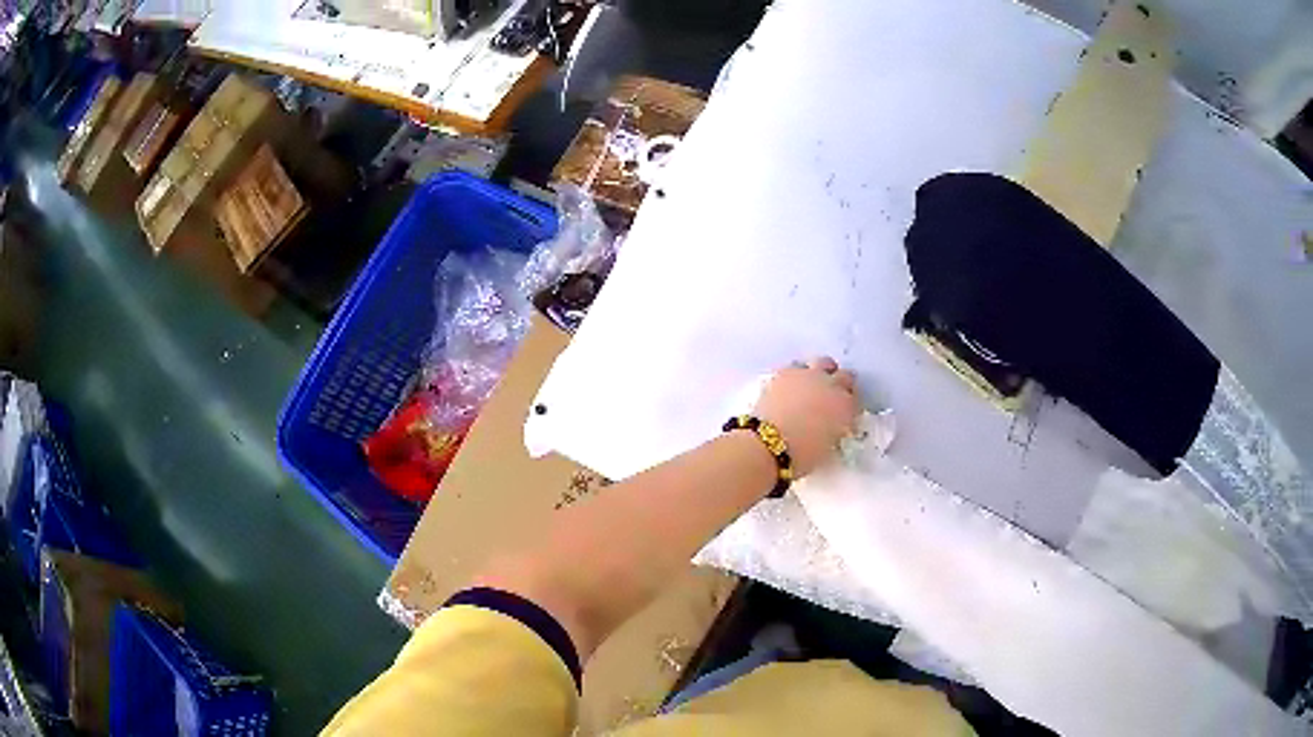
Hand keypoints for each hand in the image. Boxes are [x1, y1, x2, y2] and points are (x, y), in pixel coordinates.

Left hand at [753, 357, 859, 476]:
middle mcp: (831, 386)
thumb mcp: (828, 450)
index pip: (857, 400)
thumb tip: (833, 429)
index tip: (845, 414)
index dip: (851, 407)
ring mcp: (808, 375)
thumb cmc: (801, 456)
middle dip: (841, 386)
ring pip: (823, 363)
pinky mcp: (785, 372)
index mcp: (846, 407)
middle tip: (832, 398)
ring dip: (822, 373)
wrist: (768, 443)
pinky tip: (791, 387)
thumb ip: (836, 433)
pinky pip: (797, 367)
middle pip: (845, 376)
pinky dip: (797, 375)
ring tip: (813, 386)